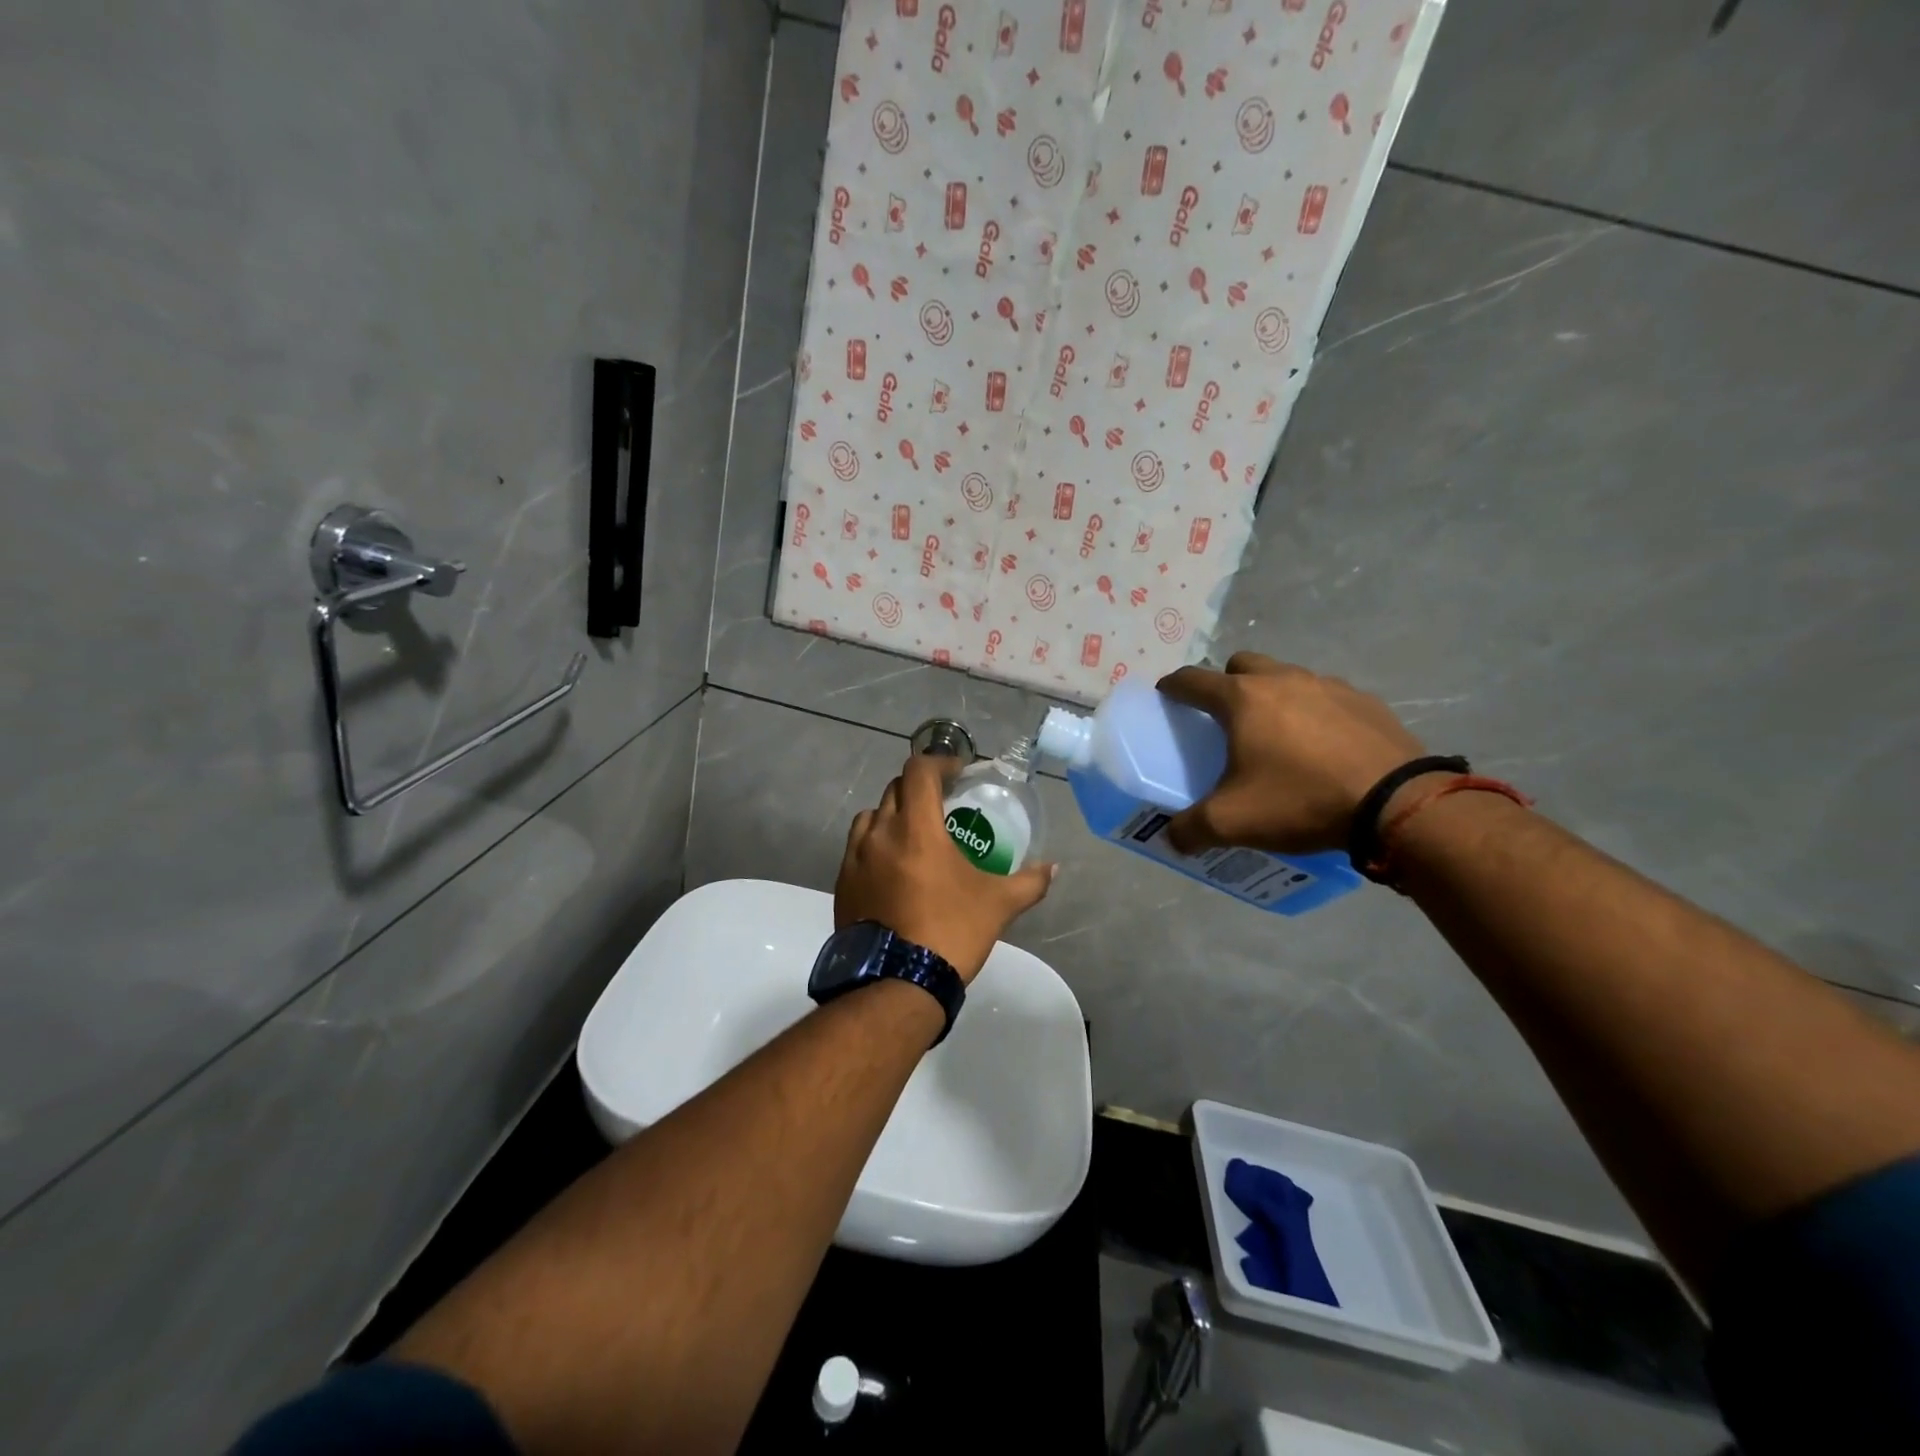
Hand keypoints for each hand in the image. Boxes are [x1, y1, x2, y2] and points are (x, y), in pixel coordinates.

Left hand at [836, 753, 1055, 983]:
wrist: (897, 984)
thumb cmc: (951, 932)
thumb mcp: (998, 905)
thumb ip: (1029, 881)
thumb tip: (1053, 868)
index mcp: (915, 828)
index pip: (919, 771)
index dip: (939, 763)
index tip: (957, 774)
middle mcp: (879, 834)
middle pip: (894, 790)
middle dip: (919, 789)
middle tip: (942, 804)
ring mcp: (854, 859)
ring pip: (870, 817)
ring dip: (892, 815)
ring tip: (913, 836)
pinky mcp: (842, 884)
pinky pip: (857, 849)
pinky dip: (875, 845)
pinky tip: (893, 870)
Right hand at [1156, 652, 1424, 854]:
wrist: (1396, 803)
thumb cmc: (1301, 799)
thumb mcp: (1232, 822)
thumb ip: (1190, 829)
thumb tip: (1171, 837)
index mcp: (1242, 699)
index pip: (1192, 679)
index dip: (1172, 686)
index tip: (1165, 697)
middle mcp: (1282, 679)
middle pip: (1241, 665)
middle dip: (1226, 684)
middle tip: (1226, 720)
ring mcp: (1328, 685)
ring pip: (1286, 677)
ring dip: (1272, 696)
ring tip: (1278, 737)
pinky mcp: (1365, 701)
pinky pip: (1325, 696)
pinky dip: (1313, 712)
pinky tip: (1322, 747)